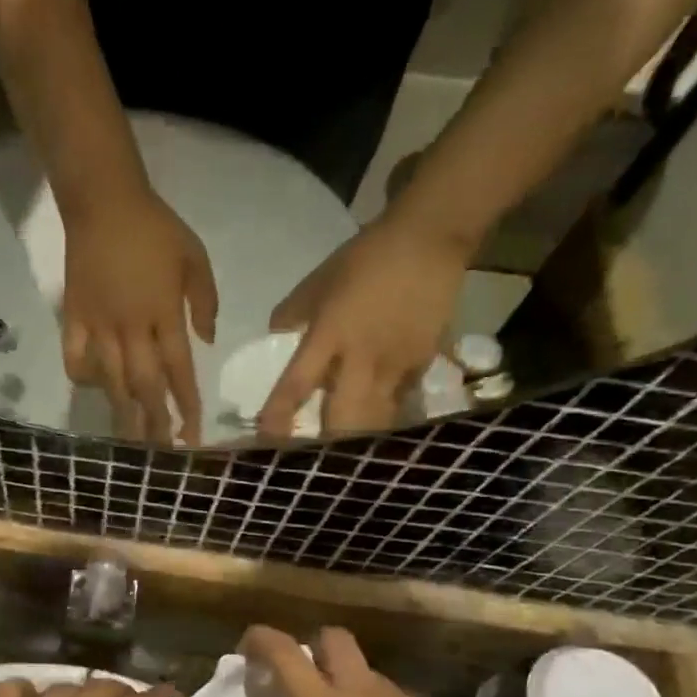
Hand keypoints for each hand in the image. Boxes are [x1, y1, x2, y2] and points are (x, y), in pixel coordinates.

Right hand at [61, 185, 218, 444]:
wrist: (103, 203)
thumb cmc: (155, 228)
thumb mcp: (195, 256)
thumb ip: (204, 301)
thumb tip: (206, 340)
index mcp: (162, 314)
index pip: (178, 370)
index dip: (186, 405)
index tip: (192, 434)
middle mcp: (130, 328)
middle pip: (144, 385)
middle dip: (155, 422)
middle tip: (161, 452)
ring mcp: (98, 325)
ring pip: (110, 380)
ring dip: (122, 413)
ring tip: (129, 441)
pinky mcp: (73, 318)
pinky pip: (74, 358)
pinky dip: (82, 378)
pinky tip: (92, 389)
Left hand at [257, 220, 471, 438]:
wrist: (430, 239)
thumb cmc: (367, 257)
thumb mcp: (320, 280)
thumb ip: (294, 311)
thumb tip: (275, 332)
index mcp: (330, 335)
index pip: (297, 385)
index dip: (279, 416)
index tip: (266, 439)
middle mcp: (362, 359)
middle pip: (343, 421)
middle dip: (327, 446)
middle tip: (312, 458)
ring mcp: (397, 365)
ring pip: (377, 420)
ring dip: (359, 440)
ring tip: (347, 455)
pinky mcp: (424, 364)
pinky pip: (401, 401)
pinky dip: (387, 415)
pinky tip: (381, 425)